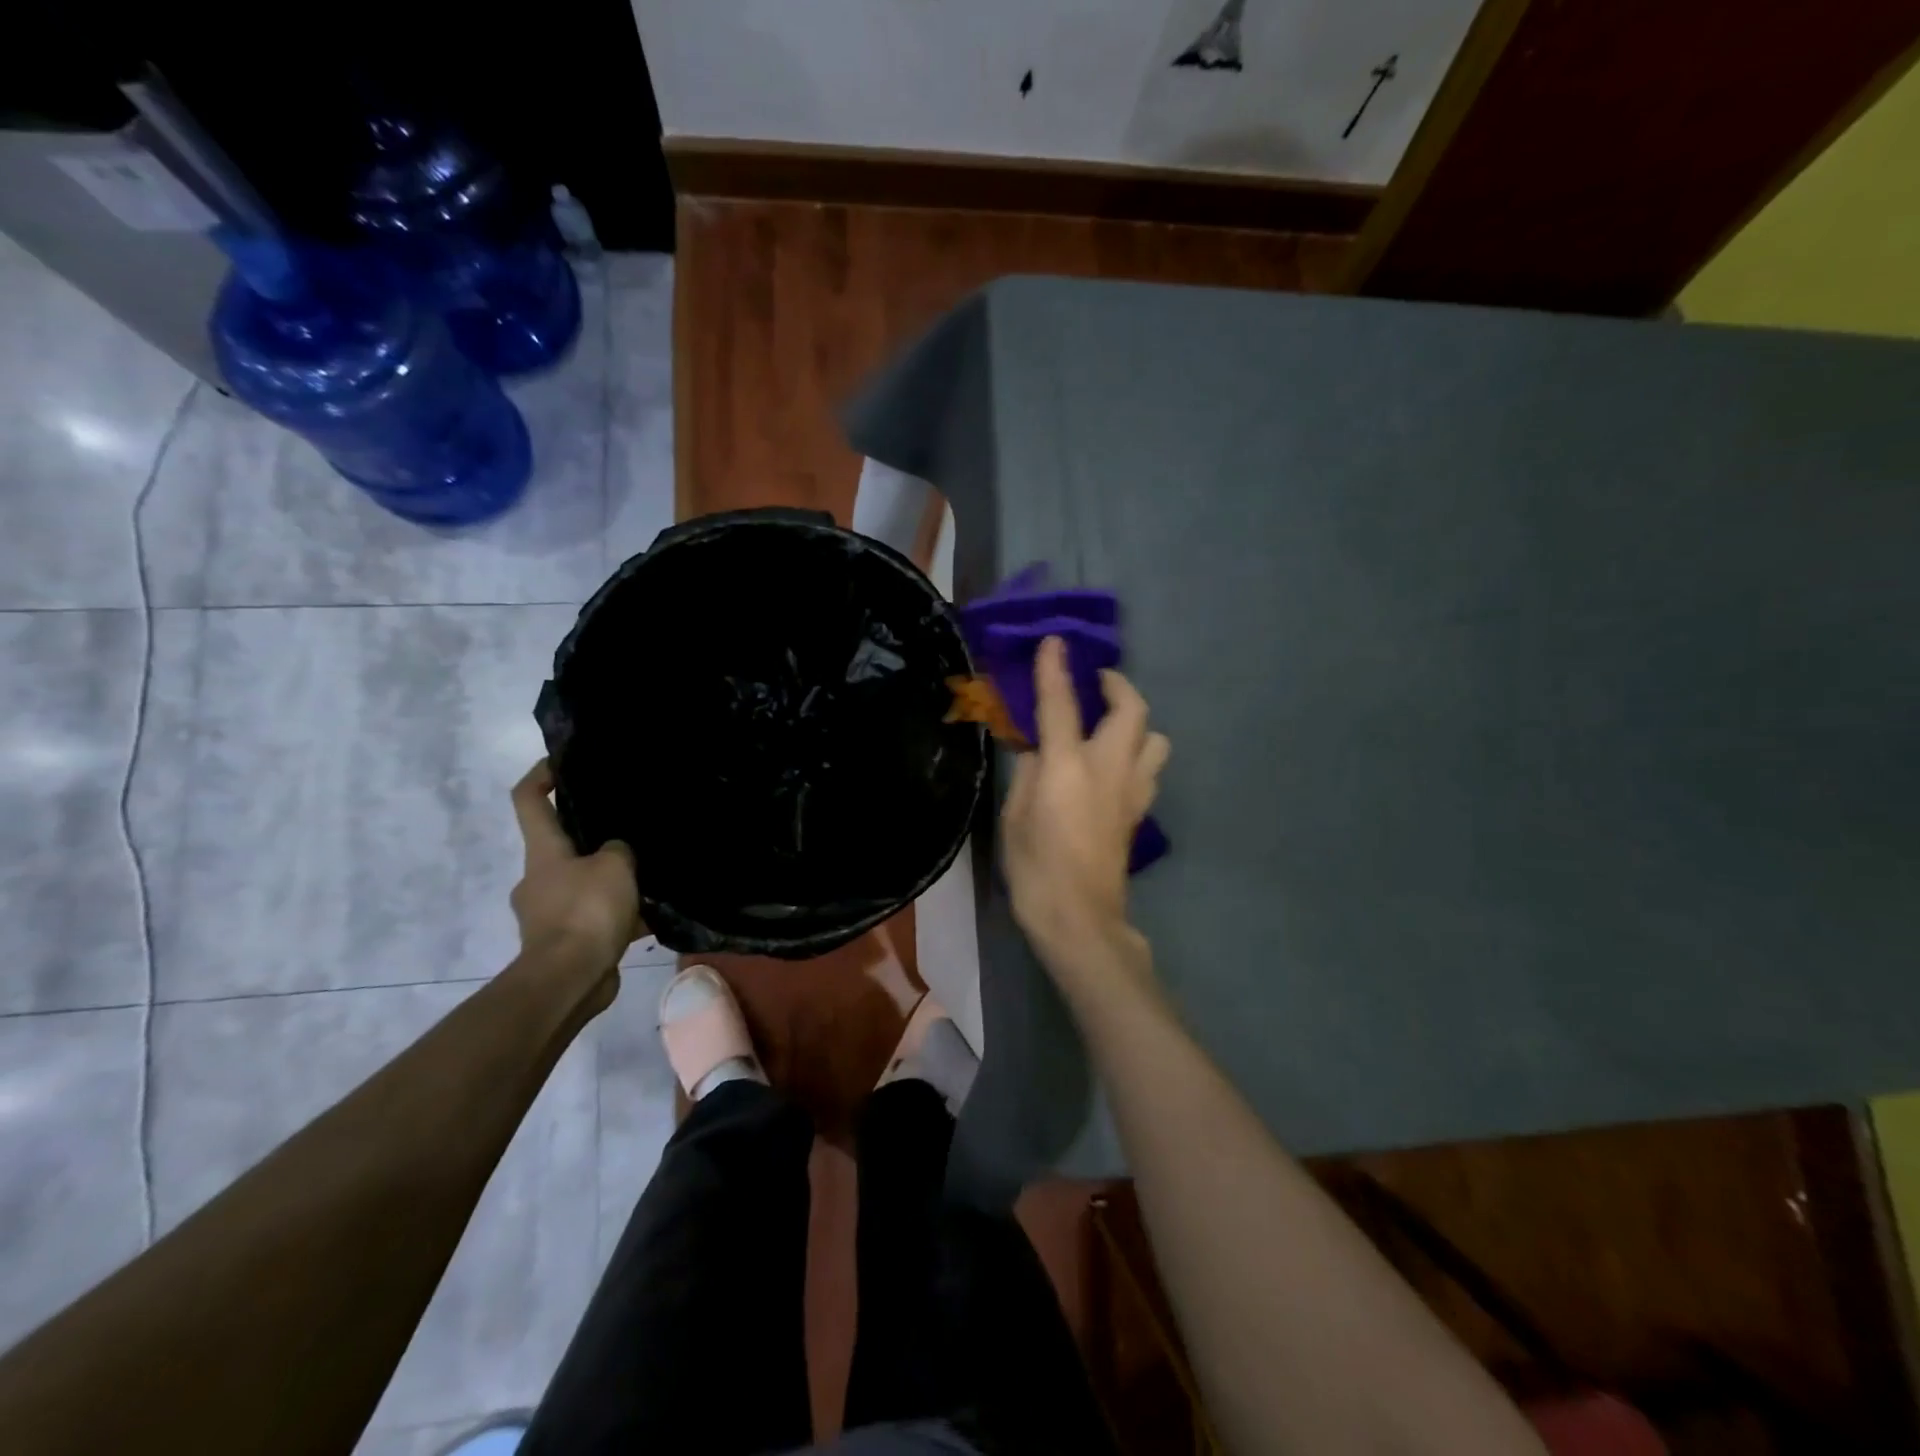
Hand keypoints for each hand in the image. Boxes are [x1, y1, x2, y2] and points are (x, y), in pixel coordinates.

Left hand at [509, 761, 642, 1005]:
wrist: (568, 981)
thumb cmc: (586, 912)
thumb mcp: (615, 866)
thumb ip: (619, 849)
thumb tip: (617, 852)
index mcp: (543, 852)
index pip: (528, 800)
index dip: (541, 775)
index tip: (562, 763)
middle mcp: (539, 878)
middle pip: (561, 845)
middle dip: (592, 838)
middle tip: (631, 832)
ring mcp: (548, 913)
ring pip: (582, 884)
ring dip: (610, 881)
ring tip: (648, 878)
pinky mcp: (563, 942)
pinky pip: (594, 918)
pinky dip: (616, 915)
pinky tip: (647, 917)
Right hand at [1002, 637, 1169, 970]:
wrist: (1079, 918)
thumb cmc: (1035, 868)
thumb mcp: (1014, 816)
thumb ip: (1028, 772)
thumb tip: (1039, 749)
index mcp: (1068, 767)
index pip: (1061, 704)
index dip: (1055, 669)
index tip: (1054, 641)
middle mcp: (1108, 769)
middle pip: (1131, 709)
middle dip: (1116, 685)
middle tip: (1095, 683)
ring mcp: (1132, 790)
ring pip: (1155, 738)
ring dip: (1136, 722)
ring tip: (1109, 727)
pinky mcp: (1140, 811)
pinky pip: (1148, 768)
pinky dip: (1136, 754)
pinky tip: (1112, 767)